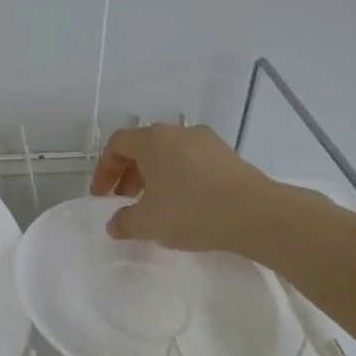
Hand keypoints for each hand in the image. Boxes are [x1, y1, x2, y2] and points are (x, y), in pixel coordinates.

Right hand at [89, 123, 279, 252]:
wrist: (254, 213)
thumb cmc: (189, 211)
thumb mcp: (147, 223)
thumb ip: (123, 222)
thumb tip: (115, 223)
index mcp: (152, 140)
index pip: (118, 144)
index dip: (104, 170)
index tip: (102, 197)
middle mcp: (179, 132)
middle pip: (144, 147)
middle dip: (129, 173)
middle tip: (126, 200)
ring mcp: (207, 142)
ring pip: (170, 154)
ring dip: (155, 176)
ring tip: (155, 205)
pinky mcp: (228, 156)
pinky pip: (192, 163)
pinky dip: (179, 179)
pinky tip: (184, 205)